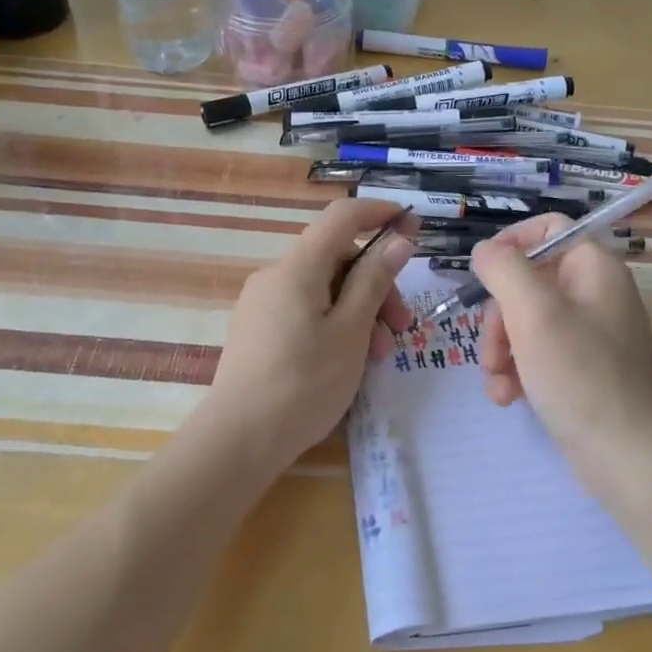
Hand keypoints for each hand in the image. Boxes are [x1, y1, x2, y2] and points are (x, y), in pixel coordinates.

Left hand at [203, 198, 415, 474]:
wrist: (239, 438)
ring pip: (323, 290)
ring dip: (358, 312)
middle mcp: (275, 276)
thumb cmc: (305, 383)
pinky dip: (334, 325)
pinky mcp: (257, 331)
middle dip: (376, 285)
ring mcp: (262, 304)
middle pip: (336, 259)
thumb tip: (398, 239)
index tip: (412, 225)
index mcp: (298, 268)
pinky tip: (348, 361)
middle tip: (400, 327)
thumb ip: (375, 280)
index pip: (341, 217)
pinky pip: (304, 311)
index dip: (379, 213)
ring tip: (378, 356)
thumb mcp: (352, 331)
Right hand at [469, 215, 651, 491]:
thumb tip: (484, 251)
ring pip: (525, 322)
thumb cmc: (580, 375)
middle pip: (528, 281)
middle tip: (490, 350)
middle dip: (498, 317)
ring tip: (498, 385)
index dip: (510, 244)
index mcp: (594, 269)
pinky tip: (508, 397)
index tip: (482, 275)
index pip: (548, 229)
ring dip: (500, 350)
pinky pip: (537, 354)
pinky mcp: (582, 370)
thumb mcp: (534, 313)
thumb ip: (503, 269)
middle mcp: (595, 295)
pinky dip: (517, 371)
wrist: (625, 457)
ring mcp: (590, 335)